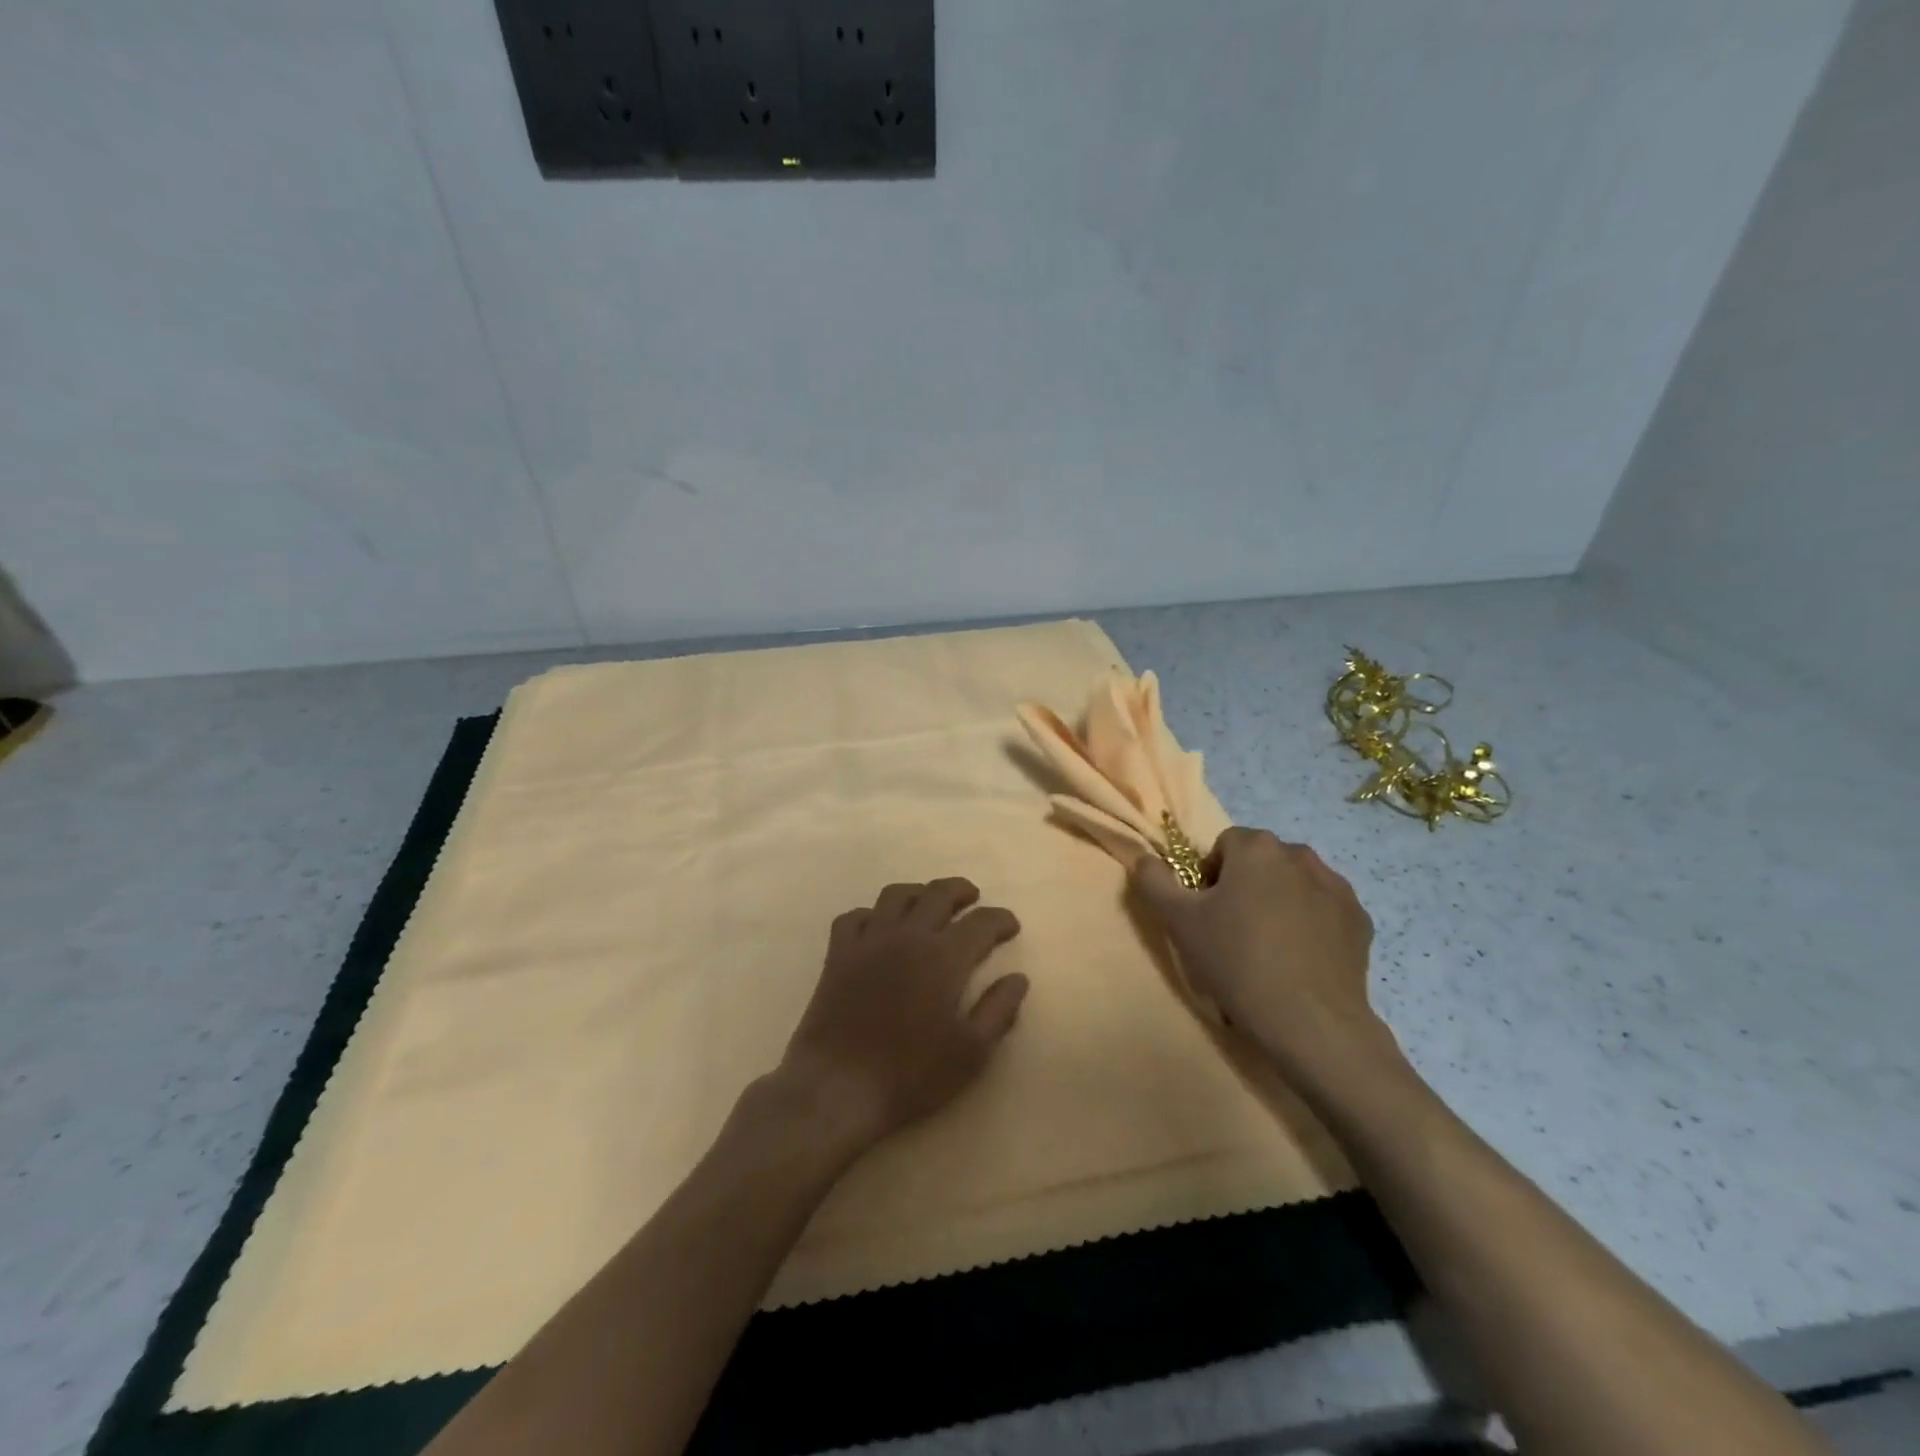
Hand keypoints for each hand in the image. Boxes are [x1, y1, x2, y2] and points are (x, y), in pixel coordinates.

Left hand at [776, 878, 1027, 1151]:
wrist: (838, 1087)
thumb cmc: (911, 1074)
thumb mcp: (971, 1052)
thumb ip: (998, 1010)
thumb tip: (1018, 978)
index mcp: (944, 957)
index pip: (981, 923)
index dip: (1000, 920)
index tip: (1010, 926)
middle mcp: (907, 936)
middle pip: (938, 894)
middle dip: (961, 891)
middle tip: (973, 899)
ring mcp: (869, 940)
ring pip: (896, 895)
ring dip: (919, 892)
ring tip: (929, 903)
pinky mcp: (838, 954)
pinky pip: (855, 916)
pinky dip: (872, 914)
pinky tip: (879, 927)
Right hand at [1131, 827, 1395, 1082]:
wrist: (1312, 1023)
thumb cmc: (1237, 962)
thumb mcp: (1178, 921)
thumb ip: (1154, 881)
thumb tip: (1145, 858)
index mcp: (1257, 848)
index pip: (1223, 845)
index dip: (1209, 877)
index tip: (1207, 914)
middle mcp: (1300, 855)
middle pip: (1261, 862)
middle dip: (1245, 887)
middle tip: (1233, 932)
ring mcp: (1337, 888)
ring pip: (1294, 885)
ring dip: (1279, 903)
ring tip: (1269, 949)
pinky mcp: (1360, 921)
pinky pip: (1323, 911)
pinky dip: (1310, 925)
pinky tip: (1299, 961)